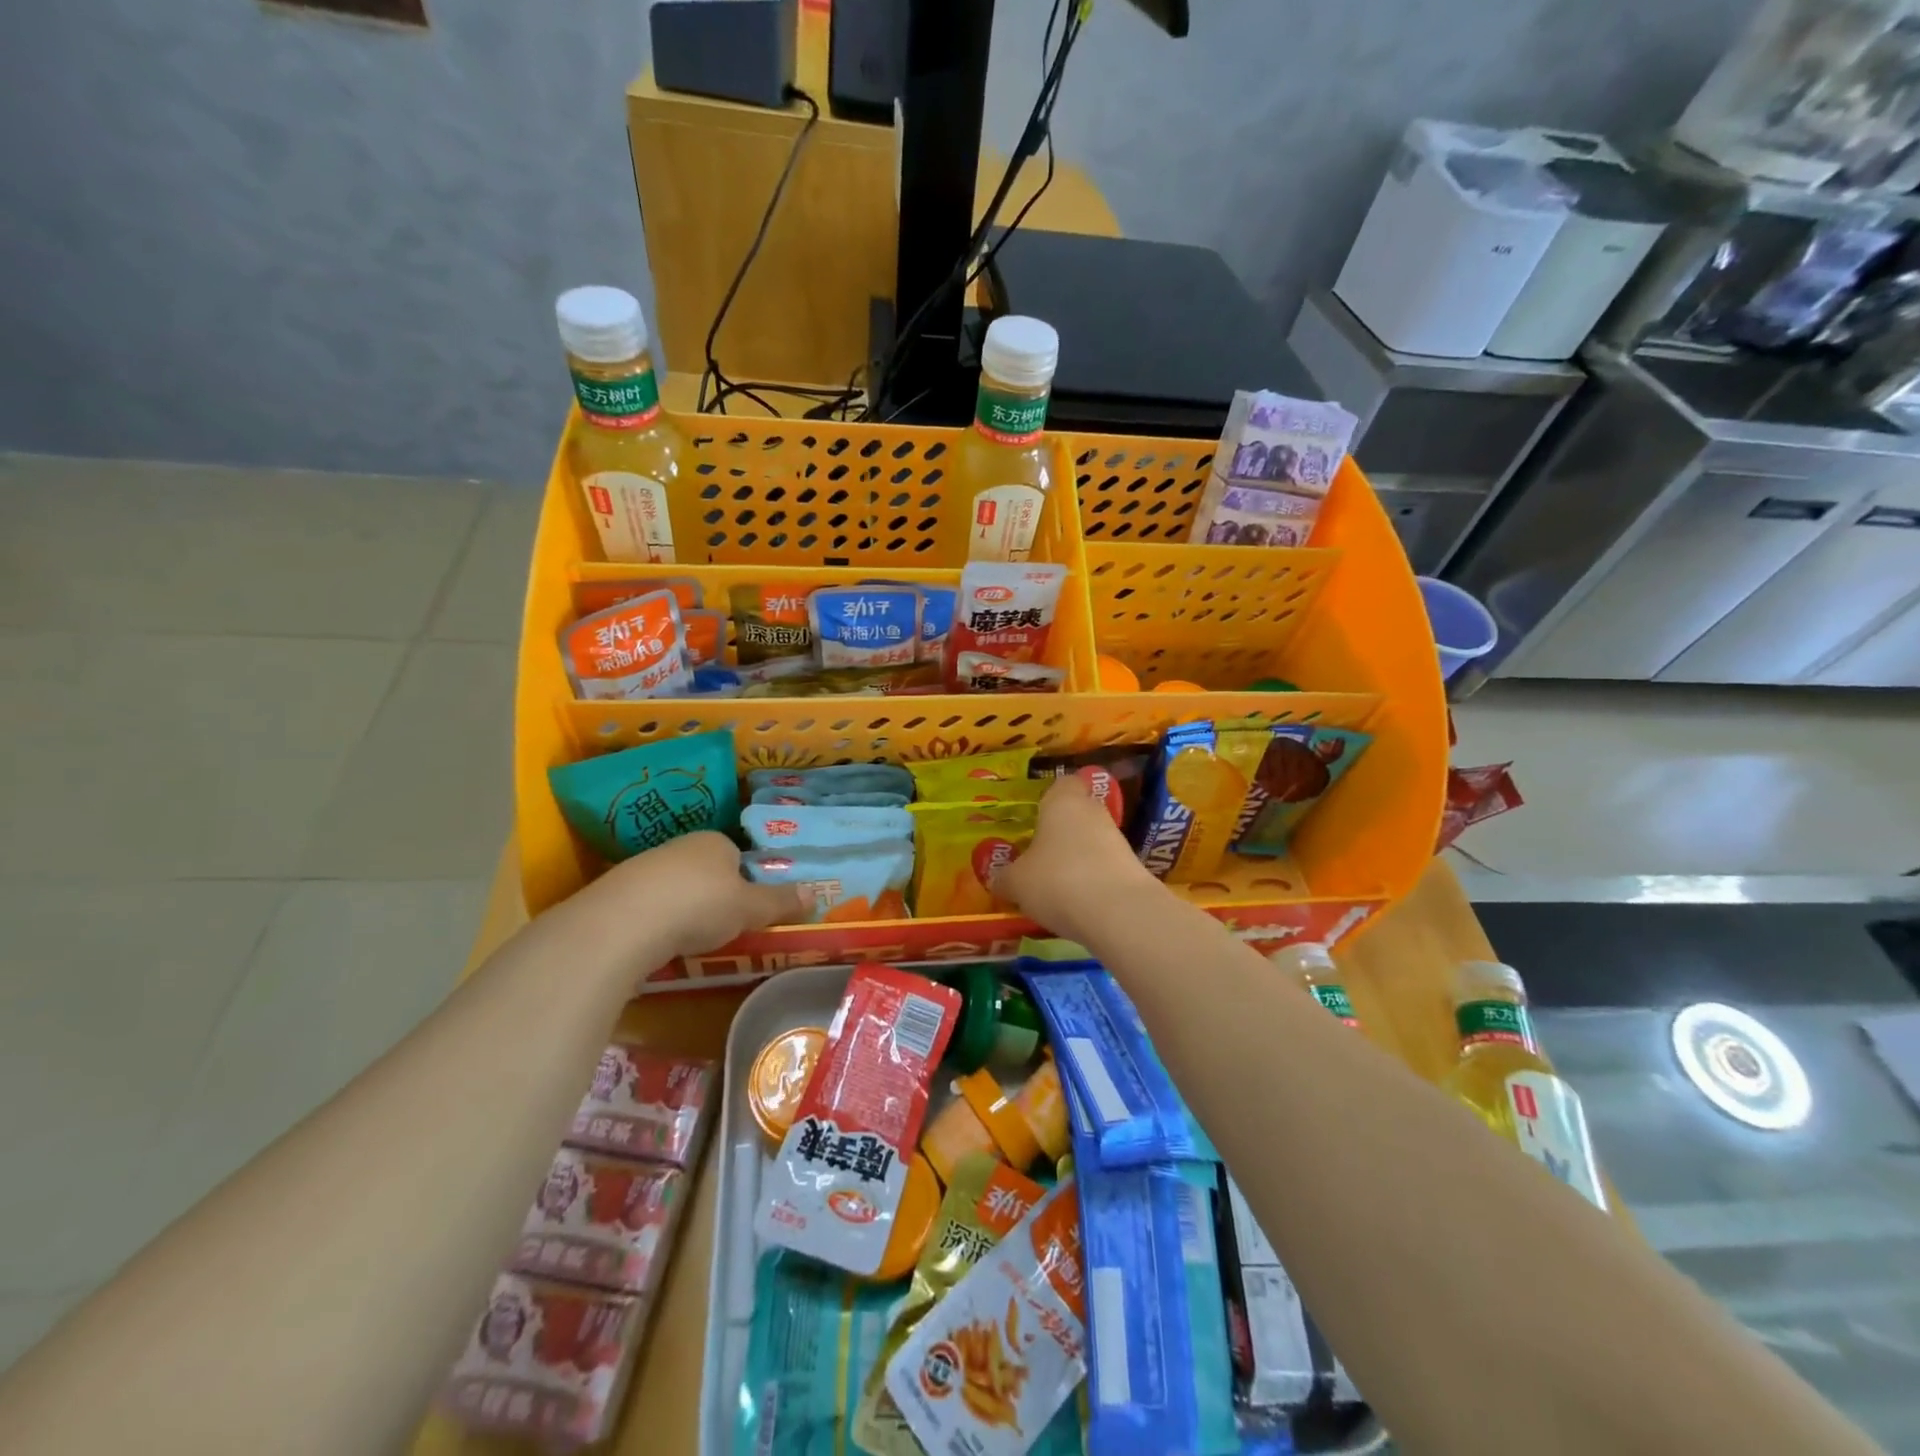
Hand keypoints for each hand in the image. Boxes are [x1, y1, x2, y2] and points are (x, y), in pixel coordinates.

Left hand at [595, 832, 806, 960]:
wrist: (623, 923)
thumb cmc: (700, 905)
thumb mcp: (750, 908)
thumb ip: (780, 902)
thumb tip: (815, 893)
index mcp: (715, 841)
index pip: (736, 855)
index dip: (745, 882)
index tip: (747, 911)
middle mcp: (679, 846)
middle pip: (705, 871)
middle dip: (713, 896)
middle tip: (722, 930)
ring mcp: (643, 868)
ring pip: (674, 889)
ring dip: (682, 911)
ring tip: (689, 944)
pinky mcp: (615, 894)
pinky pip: (646, 908)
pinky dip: (655, 925)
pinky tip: (657, 947)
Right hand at [998, 776, 1161, 945]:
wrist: (1119, 913)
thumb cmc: (1057, 880)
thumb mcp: (1016, 882)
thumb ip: (1005, 877)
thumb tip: (999, 880)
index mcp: (1063, 801)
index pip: (1062, 783)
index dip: (1049, 797)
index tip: (1034, 817)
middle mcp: (1093, 812)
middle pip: (1077, 813)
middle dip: (1059, 833)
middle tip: (1036, 856)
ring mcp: (1117, 840)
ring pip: (1091, 843)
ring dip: (1075, 859)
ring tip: (1053, 887)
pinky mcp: (1132, 869)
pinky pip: (1104, 869)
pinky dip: (1091, 882)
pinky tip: (1075, 904)